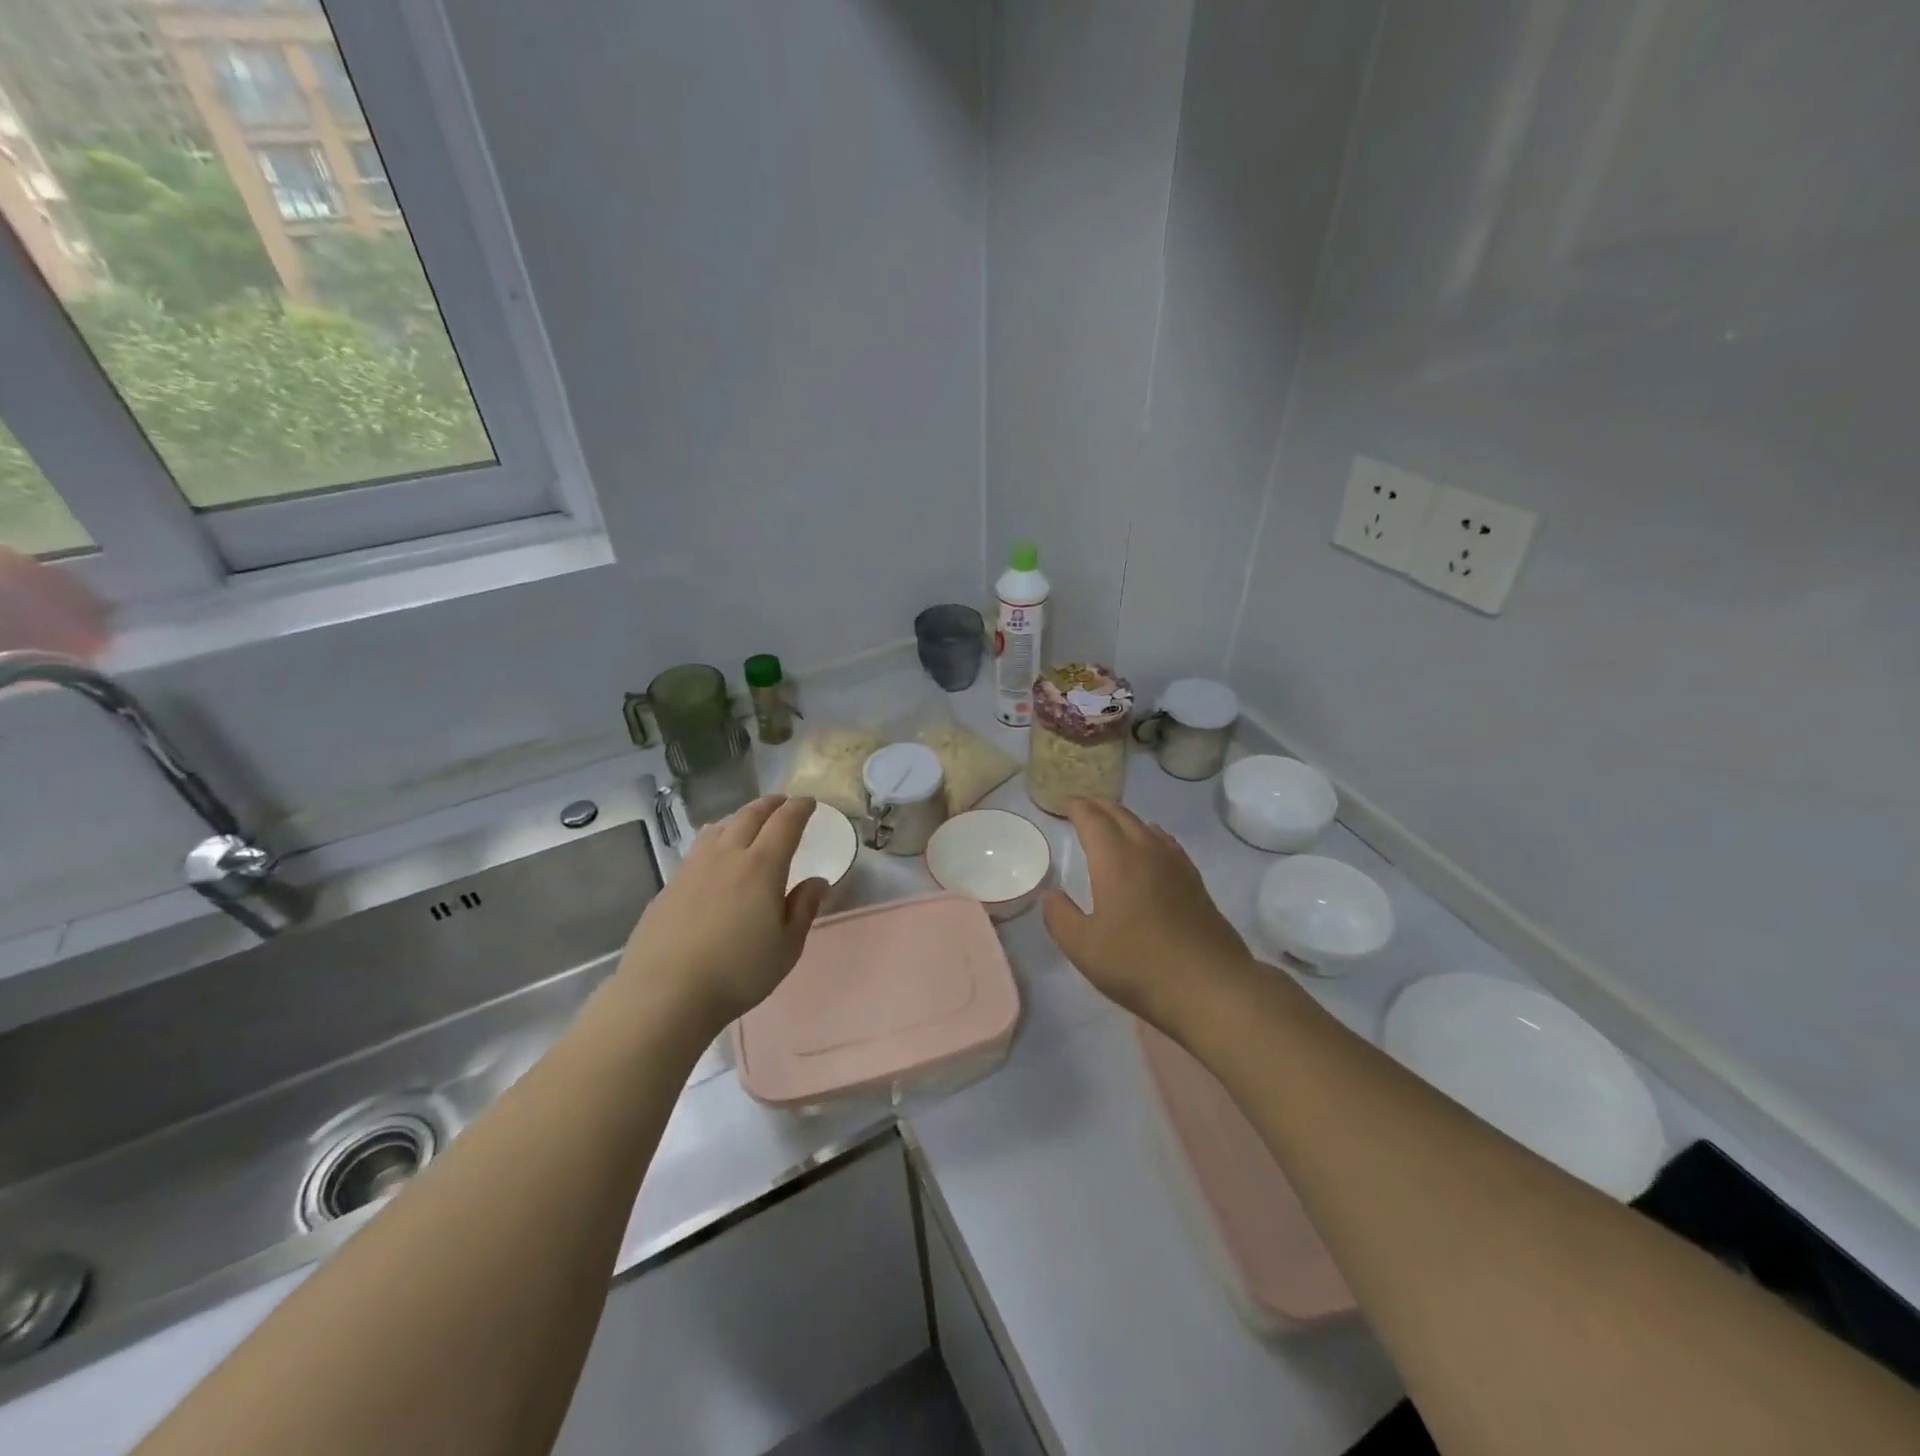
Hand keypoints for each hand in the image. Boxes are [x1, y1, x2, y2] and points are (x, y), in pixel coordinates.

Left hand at [615, 795, 829, 1033]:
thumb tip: (817, 881)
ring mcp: (693, 868)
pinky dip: (715, 838)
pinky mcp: (669, 886)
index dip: (799, 809)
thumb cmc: (737, 972)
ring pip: (720, 828)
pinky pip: (698, 848)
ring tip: (748, 820)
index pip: (785, 824)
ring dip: (740, 817)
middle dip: (770, 805)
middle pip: (750, 817)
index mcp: (762, 867)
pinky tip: (713, 853)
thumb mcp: (786, 947)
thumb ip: (803, 909)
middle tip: (782, 802)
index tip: (809, 802)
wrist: (665, 993)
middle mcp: (727, 857)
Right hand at [1042, 799, 1254, 1031]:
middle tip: (1082, 808)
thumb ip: (1060, 916)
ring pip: (1145, 826)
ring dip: (1124, 819)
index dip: (1077, 808)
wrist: (1209, 986)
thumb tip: (1052, 895)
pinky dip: (1149, 835)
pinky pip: (1166, 843)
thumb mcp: (1083, 947)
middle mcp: (1146, 850)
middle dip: (1099, 807)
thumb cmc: (1137, 964)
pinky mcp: (1194, 881)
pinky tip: (1150, 850)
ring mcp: (1175, 864)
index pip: (1093, 819)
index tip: (1065, 804)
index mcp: (1115, 858)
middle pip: (1121, 815)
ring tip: (1111, 825)